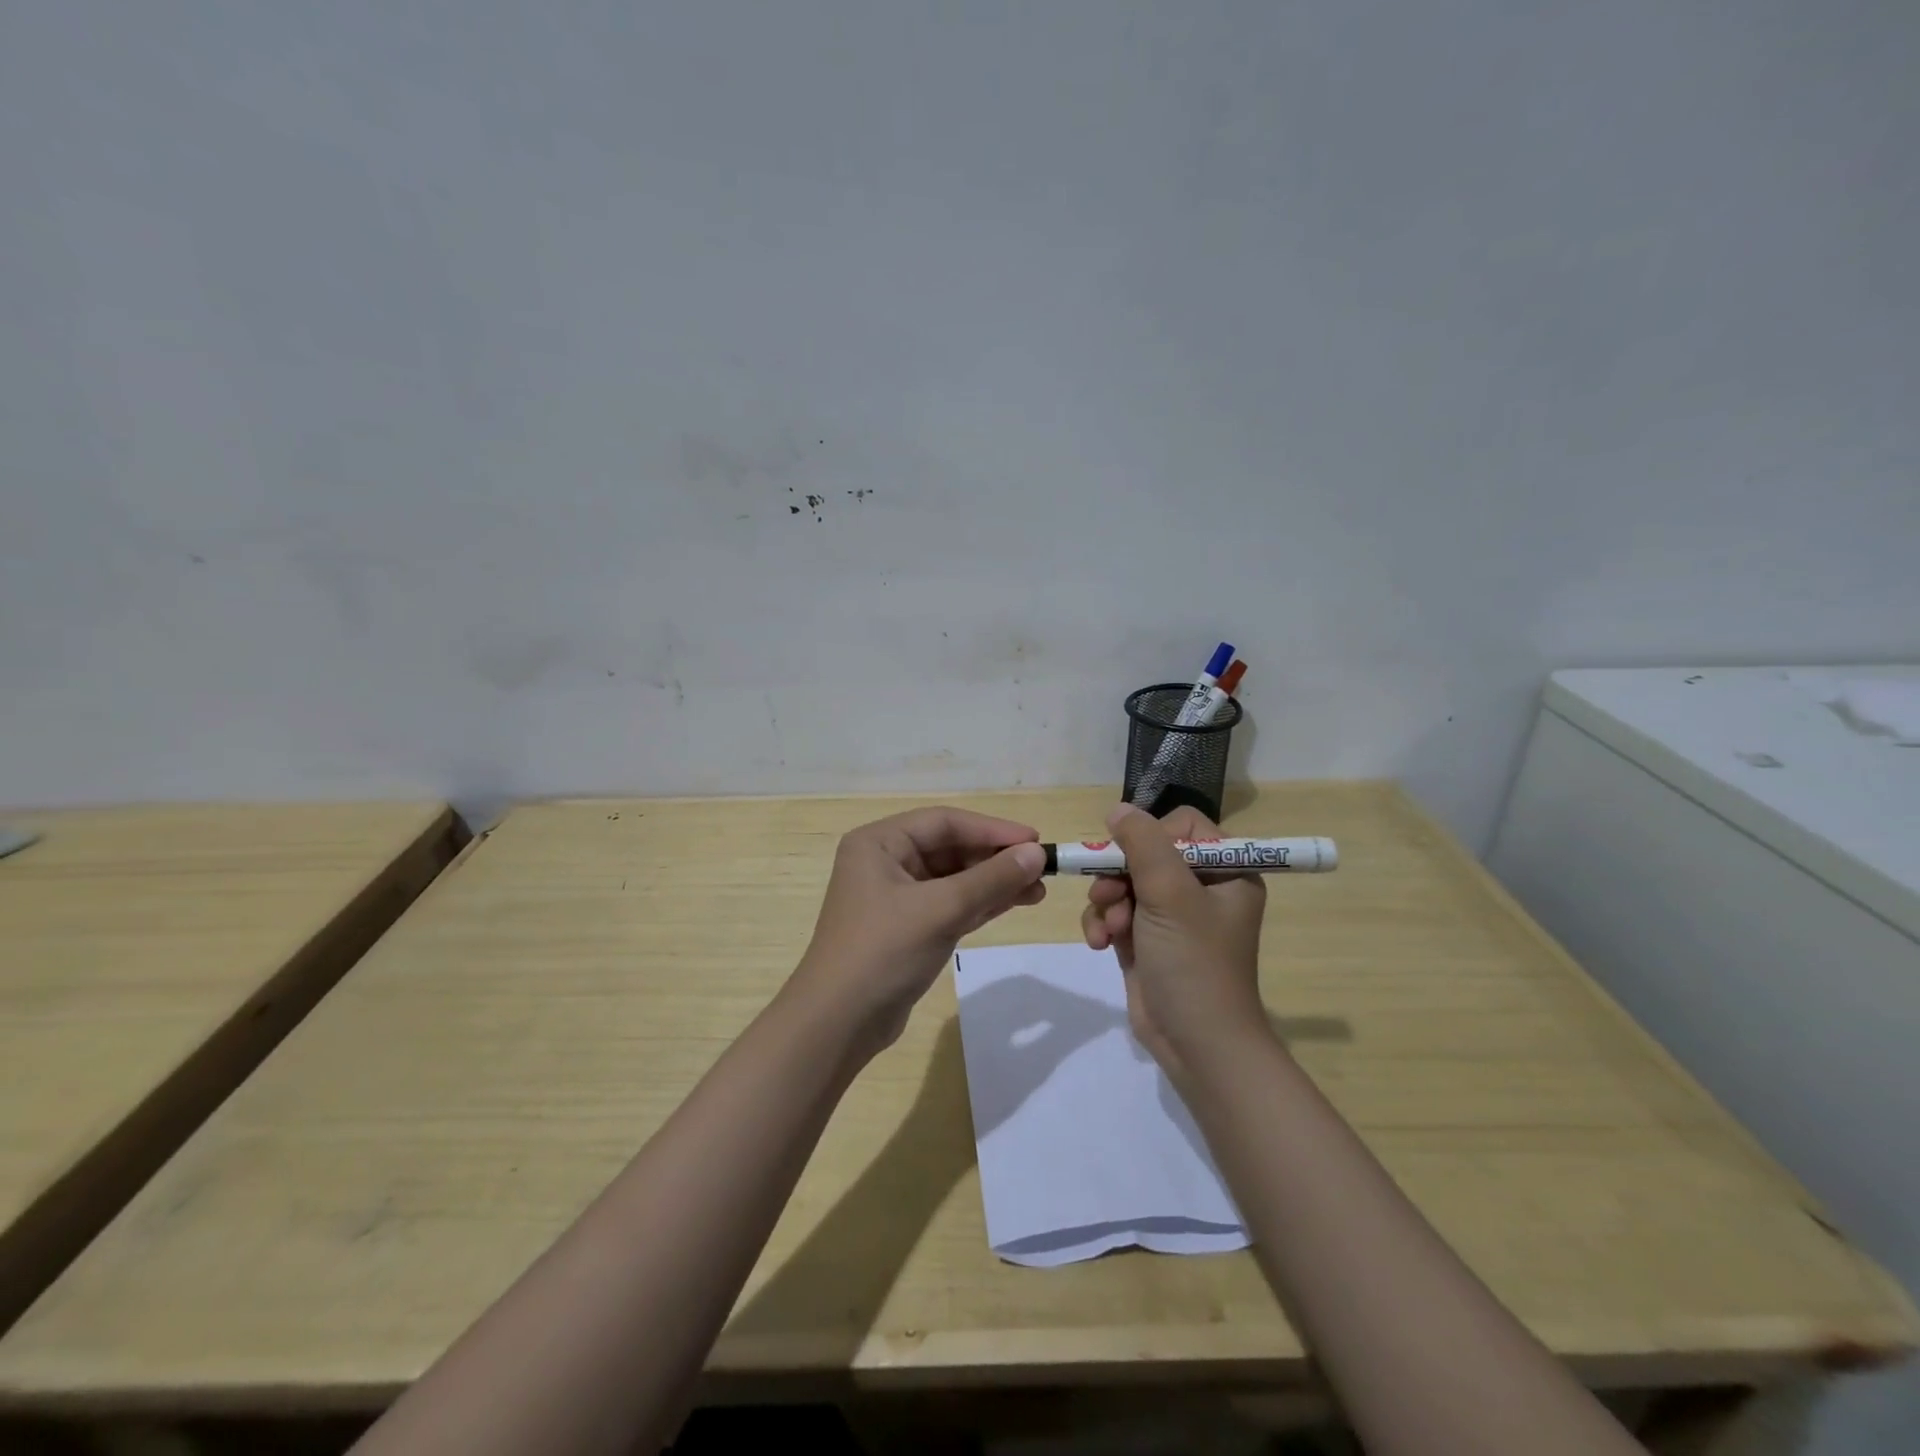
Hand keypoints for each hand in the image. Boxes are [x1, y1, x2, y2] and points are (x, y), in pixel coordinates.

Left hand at [794, 807, 1047, 1051]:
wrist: (838, 1024)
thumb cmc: (883, 952)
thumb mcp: (941, 910)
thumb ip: (991, 879)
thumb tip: (1036, 854)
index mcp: (880, 842)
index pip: (945, 823)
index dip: (993, 830)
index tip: (1035, 841)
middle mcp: (885, 861)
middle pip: (951, 848)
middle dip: (996, 859)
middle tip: (1041, 870)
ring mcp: (896, 896)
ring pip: (954, 878)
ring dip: (993, 882)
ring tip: (1038, 891)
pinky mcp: (907, 927)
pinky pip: (950, 904)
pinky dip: (980, 903)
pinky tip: (1013, 903)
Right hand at [1080, 803, 1268, 1078]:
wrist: (1196, 1045)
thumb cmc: (1194, 962)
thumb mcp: (1171, 895)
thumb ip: (1143, 844)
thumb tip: (1118, 810)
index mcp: (1227, 870)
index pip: (1183, 826)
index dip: (1152, 836)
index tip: (1133, 857)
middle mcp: (1201, 887)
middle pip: (1145, 852)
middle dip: (1119, 874)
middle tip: (1108, 894)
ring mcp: (1172, 915)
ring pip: (1123, 881)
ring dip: (1107, 901)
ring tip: (1108, 928)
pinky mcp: (1146, 939)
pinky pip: (1115, 911)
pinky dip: (1103, 923)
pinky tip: (1099, 943)